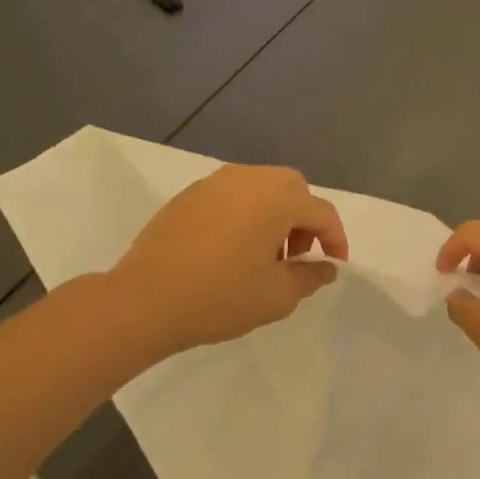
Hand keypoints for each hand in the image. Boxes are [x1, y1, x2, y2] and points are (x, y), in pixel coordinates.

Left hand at [111, 165, 348, 356]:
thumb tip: (325, 268)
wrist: (144, 300)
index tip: (333, 266)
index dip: (335, 240)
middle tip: (297, 257)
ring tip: (263, 256)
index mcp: (277, 197)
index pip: (322, 212)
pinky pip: (231, 197)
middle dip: (304, 221)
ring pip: (260, 189)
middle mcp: (249, 178)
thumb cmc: (221, 297)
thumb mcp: (278, 296)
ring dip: (274, 216)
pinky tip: (231, 250)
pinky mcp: (188, 195)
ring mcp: (214, 183)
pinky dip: (244, 215)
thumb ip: (310, 277)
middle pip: (292, 190)